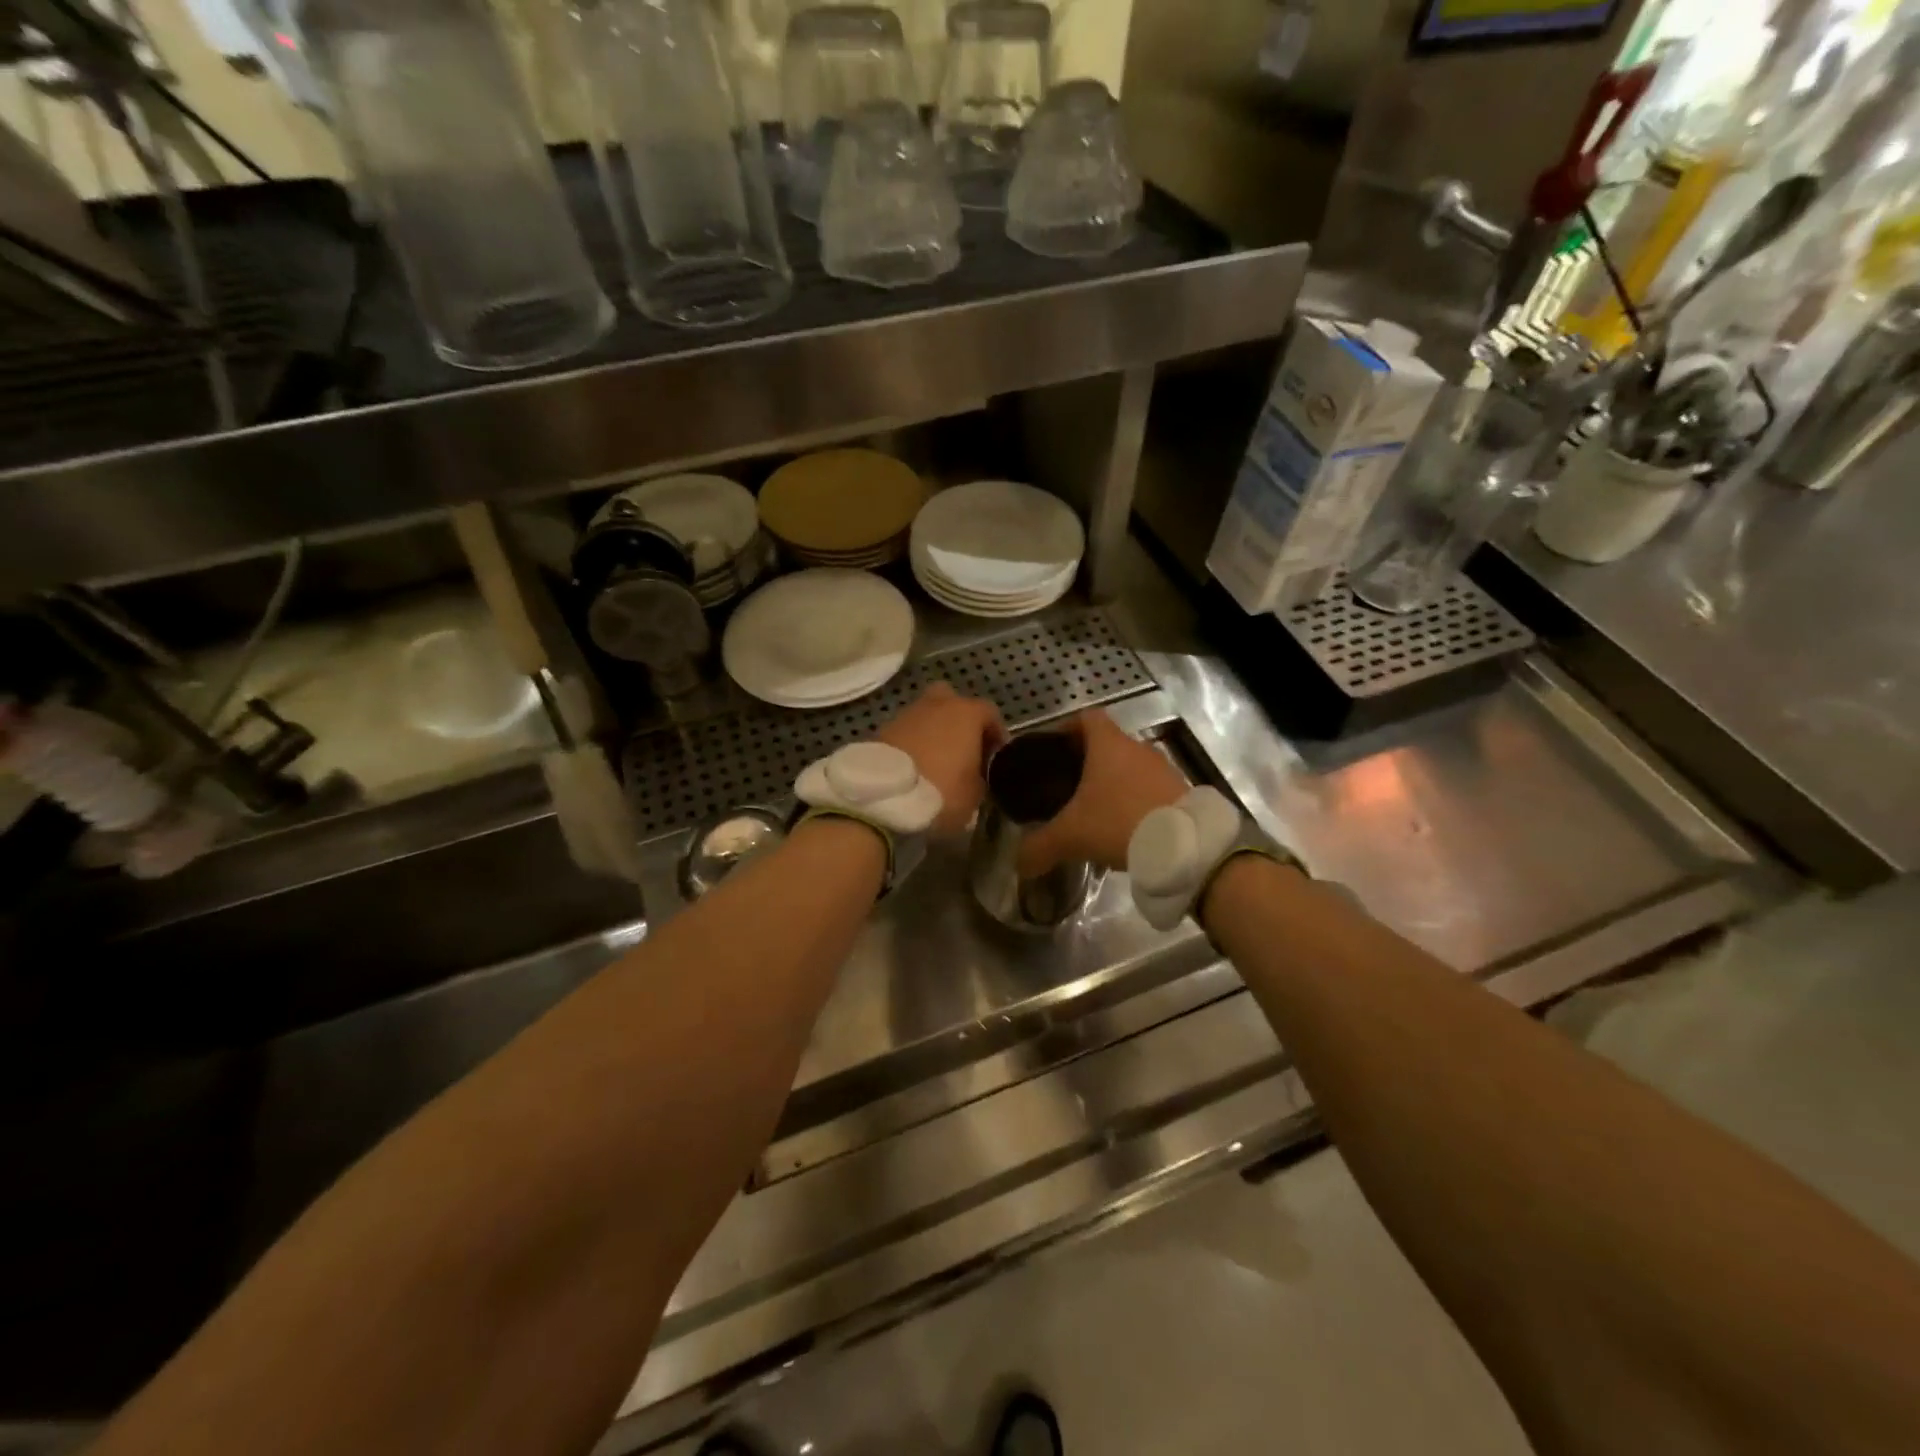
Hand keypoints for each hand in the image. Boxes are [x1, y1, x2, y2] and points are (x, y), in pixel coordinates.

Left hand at [875, 683, 1004, 835]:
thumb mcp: (975, 795)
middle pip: (952, 701)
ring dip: (932, 732)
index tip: (994, 757)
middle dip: (959, 720)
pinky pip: (906, 732)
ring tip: (935, 761)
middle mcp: (937, 704)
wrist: (884, 797)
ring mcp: (906, 714)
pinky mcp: (882, 729)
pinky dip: (912, 743)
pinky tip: (913, 766)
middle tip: (963, 748)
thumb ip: (979, 778)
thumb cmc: (941, 791)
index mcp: (966, 713)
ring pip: (926, 715)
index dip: (995, 734)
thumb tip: (974, 776)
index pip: (990, 713)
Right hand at [1017, 709, 1186, 876]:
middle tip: (1068, 787)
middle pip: (1108, 744)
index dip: (1068, 728)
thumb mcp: (1071, 836)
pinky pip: (1150, 788)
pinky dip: (1136, 801)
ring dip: (1115, 783)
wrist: (1185, 847)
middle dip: (1088, 762)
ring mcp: (1163, 768)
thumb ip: (1039, 847)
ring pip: (1131, 767)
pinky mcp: (1181, 791)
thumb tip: (1018, 863)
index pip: (1086, 717)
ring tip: (1097, 812)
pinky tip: (1126, 828)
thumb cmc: (1119, 822)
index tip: (1054, 748)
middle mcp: (1137, 748)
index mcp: (1108, 745)